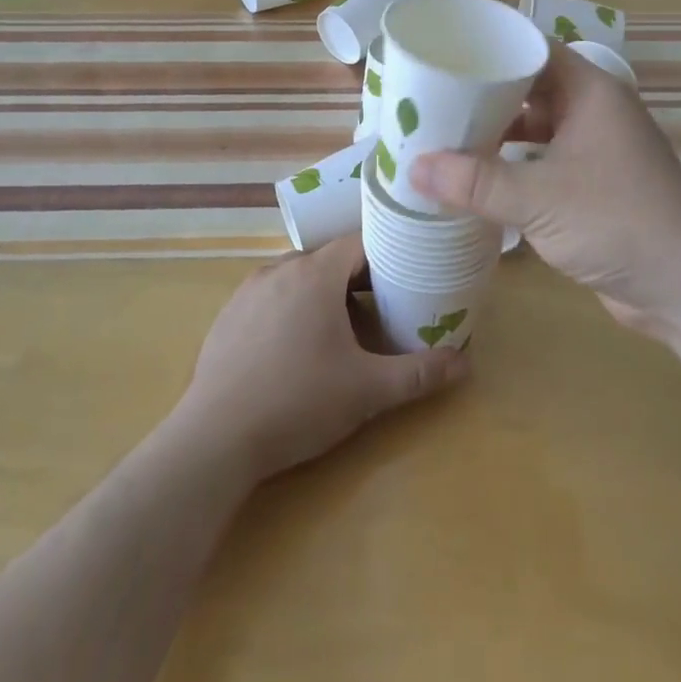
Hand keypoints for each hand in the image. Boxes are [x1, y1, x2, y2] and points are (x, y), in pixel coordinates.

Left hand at [173, 236, 469, 480]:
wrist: (214, 439)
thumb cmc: (298, 402)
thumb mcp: (367, 390)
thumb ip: (418, 373)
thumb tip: (466, 363)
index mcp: (314, 273)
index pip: (359, 241)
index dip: (387, 253)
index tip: (409, 273)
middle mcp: (279, 269)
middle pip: (329, 258)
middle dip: (358, 277)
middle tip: (384, 305)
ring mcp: (247, 291)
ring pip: (298, 276)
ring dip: (323, 292)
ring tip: (343, 326)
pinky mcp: (227, 316)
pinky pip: (270, 296)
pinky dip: (291, 307)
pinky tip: (296, 346)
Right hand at [409, 44, 680, 337]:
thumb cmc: (619, 221)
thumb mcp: (539, 198)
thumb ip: (475, 182)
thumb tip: (412, 167)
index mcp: (588, 91)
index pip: (531, 48)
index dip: (488, 47)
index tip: (441, 52)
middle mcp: (591, 112)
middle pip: (528, 87)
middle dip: (481, 95)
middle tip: (427, 98)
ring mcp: (593, 151)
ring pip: (533, 128)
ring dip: (493, 134)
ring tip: (439, 136)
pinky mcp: (589, 188)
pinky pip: (540, 164)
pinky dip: (509, 168)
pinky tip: (472, 179)